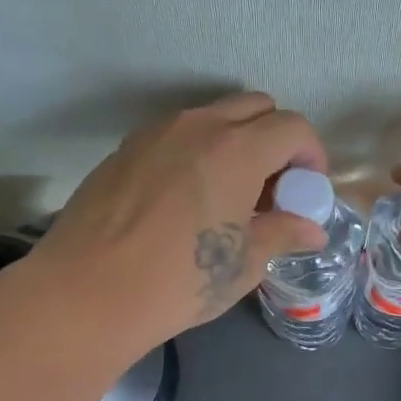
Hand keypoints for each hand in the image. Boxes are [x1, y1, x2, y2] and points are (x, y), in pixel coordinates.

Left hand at [28, 93, 328, 348]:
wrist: (87, 293)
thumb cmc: (180, 281)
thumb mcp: (244, 263)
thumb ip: (283, 234)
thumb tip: (313, 230)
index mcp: (237, 149)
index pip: (293, 127)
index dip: (312, 155)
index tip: (308, 190)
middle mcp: (198, 126)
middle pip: (256, 107)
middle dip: (277, 140)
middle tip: (274, 188)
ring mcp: (156, 132)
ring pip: (213, 117)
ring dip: (236, 143)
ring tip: (231, 195)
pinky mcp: (126, 149)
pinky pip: (177, 135)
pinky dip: (198, 152)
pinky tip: (188, 200)